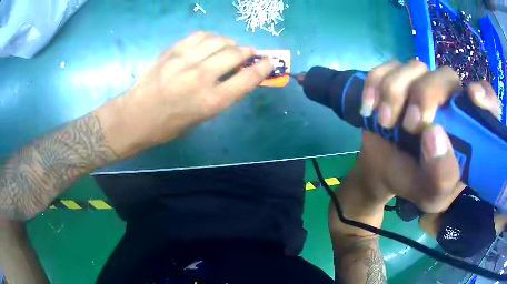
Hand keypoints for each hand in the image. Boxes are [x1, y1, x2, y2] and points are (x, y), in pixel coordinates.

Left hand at [97, 31, 272, 156]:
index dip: (263, 68)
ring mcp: (185, 61)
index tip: (270, 62)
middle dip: (248, 52)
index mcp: (211, 101)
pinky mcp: (172, 51)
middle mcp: (201, 77)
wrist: (136, 116)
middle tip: (249, 53)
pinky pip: (199, 35)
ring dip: (230, 42)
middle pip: (235, 54)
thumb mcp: (201, 117)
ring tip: (229, 47)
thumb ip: (222, 94)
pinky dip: (210, 37)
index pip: (247, 78)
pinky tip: (210, 43)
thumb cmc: (169, 125)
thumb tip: (239, 75)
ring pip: (219, 40)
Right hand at [356, 60, 499, 212]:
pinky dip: (374, 84)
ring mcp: (422, 85)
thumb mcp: (431, 194)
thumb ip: (440, 175)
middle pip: (445, 76)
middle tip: (410, 124)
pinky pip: (385, 68)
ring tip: (384, 122)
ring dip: (394, 92)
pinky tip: (369, 108)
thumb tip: (433, 133)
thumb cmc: (413, 183)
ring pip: (413, 67)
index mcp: (466, 129)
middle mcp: (449, 101)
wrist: (383, 172)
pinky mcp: (397, 80)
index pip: (487, 101)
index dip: (485, 95)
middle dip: (426, 95)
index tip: (472, 97)